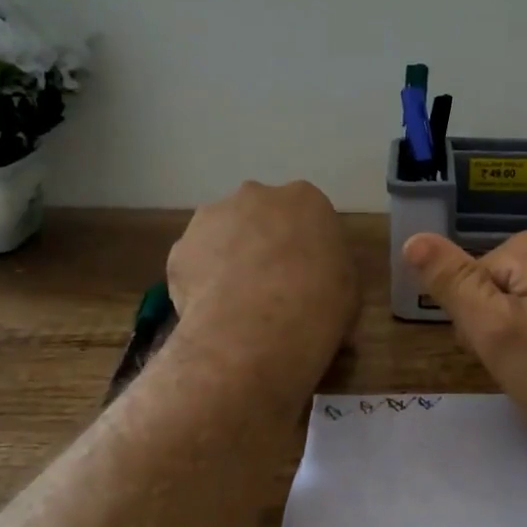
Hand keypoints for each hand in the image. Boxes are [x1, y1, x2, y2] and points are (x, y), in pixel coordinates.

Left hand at [169, 181, 356, 395]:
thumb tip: (314, 279)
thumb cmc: (318, 306)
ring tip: (236, 302)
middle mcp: (256, 195)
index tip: (305, 273)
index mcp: (305, 199)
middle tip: (269, 284)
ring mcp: (212, 217)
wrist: (257, 331)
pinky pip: (194, 263)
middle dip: (261, 241)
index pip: (305, 215)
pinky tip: (211, 312)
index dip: (303, 245)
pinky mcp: (180, 248)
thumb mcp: (347, 288)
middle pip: (259, 215)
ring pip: (221, 234)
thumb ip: (328, 269)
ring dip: (227, 256)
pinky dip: (200, 282)